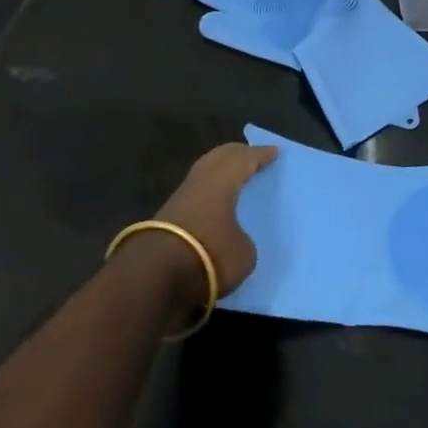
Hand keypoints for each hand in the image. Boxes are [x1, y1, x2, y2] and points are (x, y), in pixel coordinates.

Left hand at [152, 141, 278, 310]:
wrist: (153, 276)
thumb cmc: (208, 254)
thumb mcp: (243, 253)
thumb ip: (243, 240)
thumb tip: (234, 239)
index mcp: (223, 179)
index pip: (246, 159)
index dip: (261, 155)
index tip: (275, 151)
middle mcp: (200, 180)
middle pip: (220, 157)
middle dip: (238, 154)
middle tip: (253, 156)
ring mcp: (179, 197)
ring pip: (204, 172)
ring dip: (219, 171)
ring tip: (234, 176)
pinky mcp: (165, 217)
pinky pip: (195, 192)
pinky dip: (208, 191)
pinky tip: (214, 201)